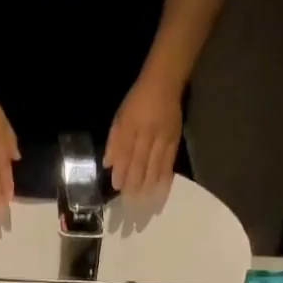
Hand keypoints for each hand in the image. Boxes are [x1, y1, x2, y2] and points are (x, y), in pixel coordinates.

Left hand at [104, 75, 181, 200]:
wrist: (165, 82)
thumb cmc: (138, 100)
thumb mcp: (121, 116)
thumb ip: (114, 140)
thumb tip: (108, 163)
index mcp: (131, 125)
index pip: (125, 153)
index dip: (121, 171)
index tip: (117, 186)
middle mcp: (147, 132)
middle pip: (139, 163)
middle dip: (134, 183)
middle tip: (129, 199)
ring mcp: (163, 137)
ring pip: (154, 165)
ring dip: (148, 184)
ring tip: (142, 200)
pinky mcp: (175, 140)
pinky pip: (169, 162)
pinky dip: (163, 177)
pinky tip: (159, 189)